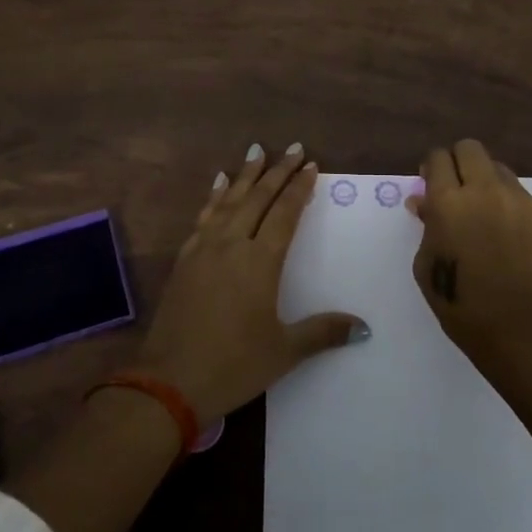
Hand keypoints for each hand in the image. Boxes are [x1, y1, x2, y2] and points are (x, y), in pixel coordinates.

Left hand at [137, 143, 367, 422]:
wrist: (168, 383)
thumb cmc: (233, 365)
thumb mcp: (284, 351)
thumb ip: (323, 332)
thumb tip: (364, 326)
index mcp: (260, 262)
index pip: (284, 214)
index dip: (299, 188)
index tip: (310, 165)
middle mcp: (232, 245)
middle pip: (258, 198)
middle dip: (277, 171)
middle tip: (292, 147)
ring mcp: (204, 250)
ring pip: (228, 201)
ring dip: (245, 176)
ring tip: (256, 152)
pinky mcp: (184, 260)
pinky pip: (204, 217)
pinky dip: (215, 197)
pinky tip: (218, 185)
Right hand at [408, 138, 531, 364]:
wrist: (517, 324)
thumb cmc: (459, 301)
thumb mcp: (426, 264)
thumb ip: (426, 225)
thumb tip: (424, 202)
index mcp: (448, 201)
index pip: (437, 158)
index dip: (430, 167)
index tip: (428, 183)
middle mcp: (482, 189)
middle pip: (469, 148)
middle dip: (457, 160)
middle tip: (453, 186)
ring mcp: (514, 198)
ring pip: (495, 165)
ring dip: (482, 177)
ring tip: (479, 206)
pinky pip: (514, 188)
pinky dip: (502, 196)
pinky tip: (499, 225)